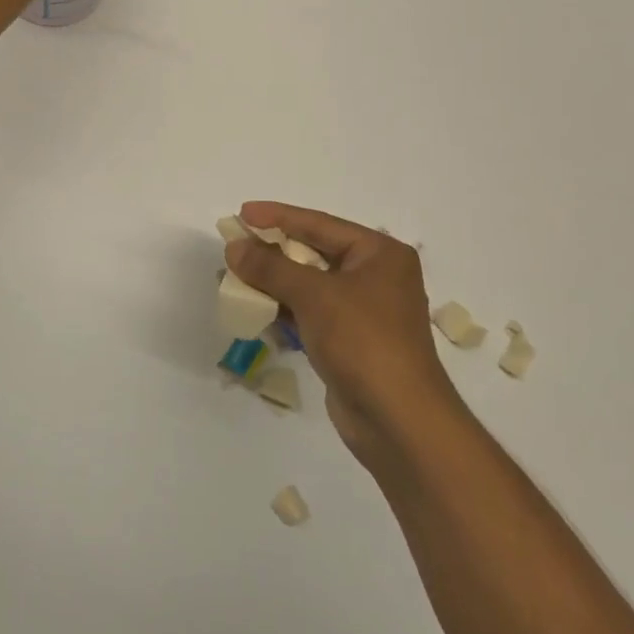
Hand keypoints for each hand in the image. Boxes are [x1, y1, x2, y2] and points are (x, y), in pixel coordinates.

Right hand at [226, 202, 459, 466]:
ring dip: (273, 284)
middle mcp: (375, 276)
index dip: (278, 216)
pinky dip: (284, 312)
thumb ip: (270, 267)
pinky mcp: (350, 342)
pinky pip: (310, 315)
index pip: (319, 224)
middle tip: (235, 245)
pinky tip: (256, 313)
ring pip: (309, 286)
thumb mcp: (314, 296)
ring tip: (234, 280)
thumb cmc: (363, 341)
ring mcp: (364, 312)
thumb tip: (234, 246)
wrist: (399, 422)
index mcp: (380, 254)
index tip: (242, 212)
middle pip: (313, 253)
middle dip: (272, 252)